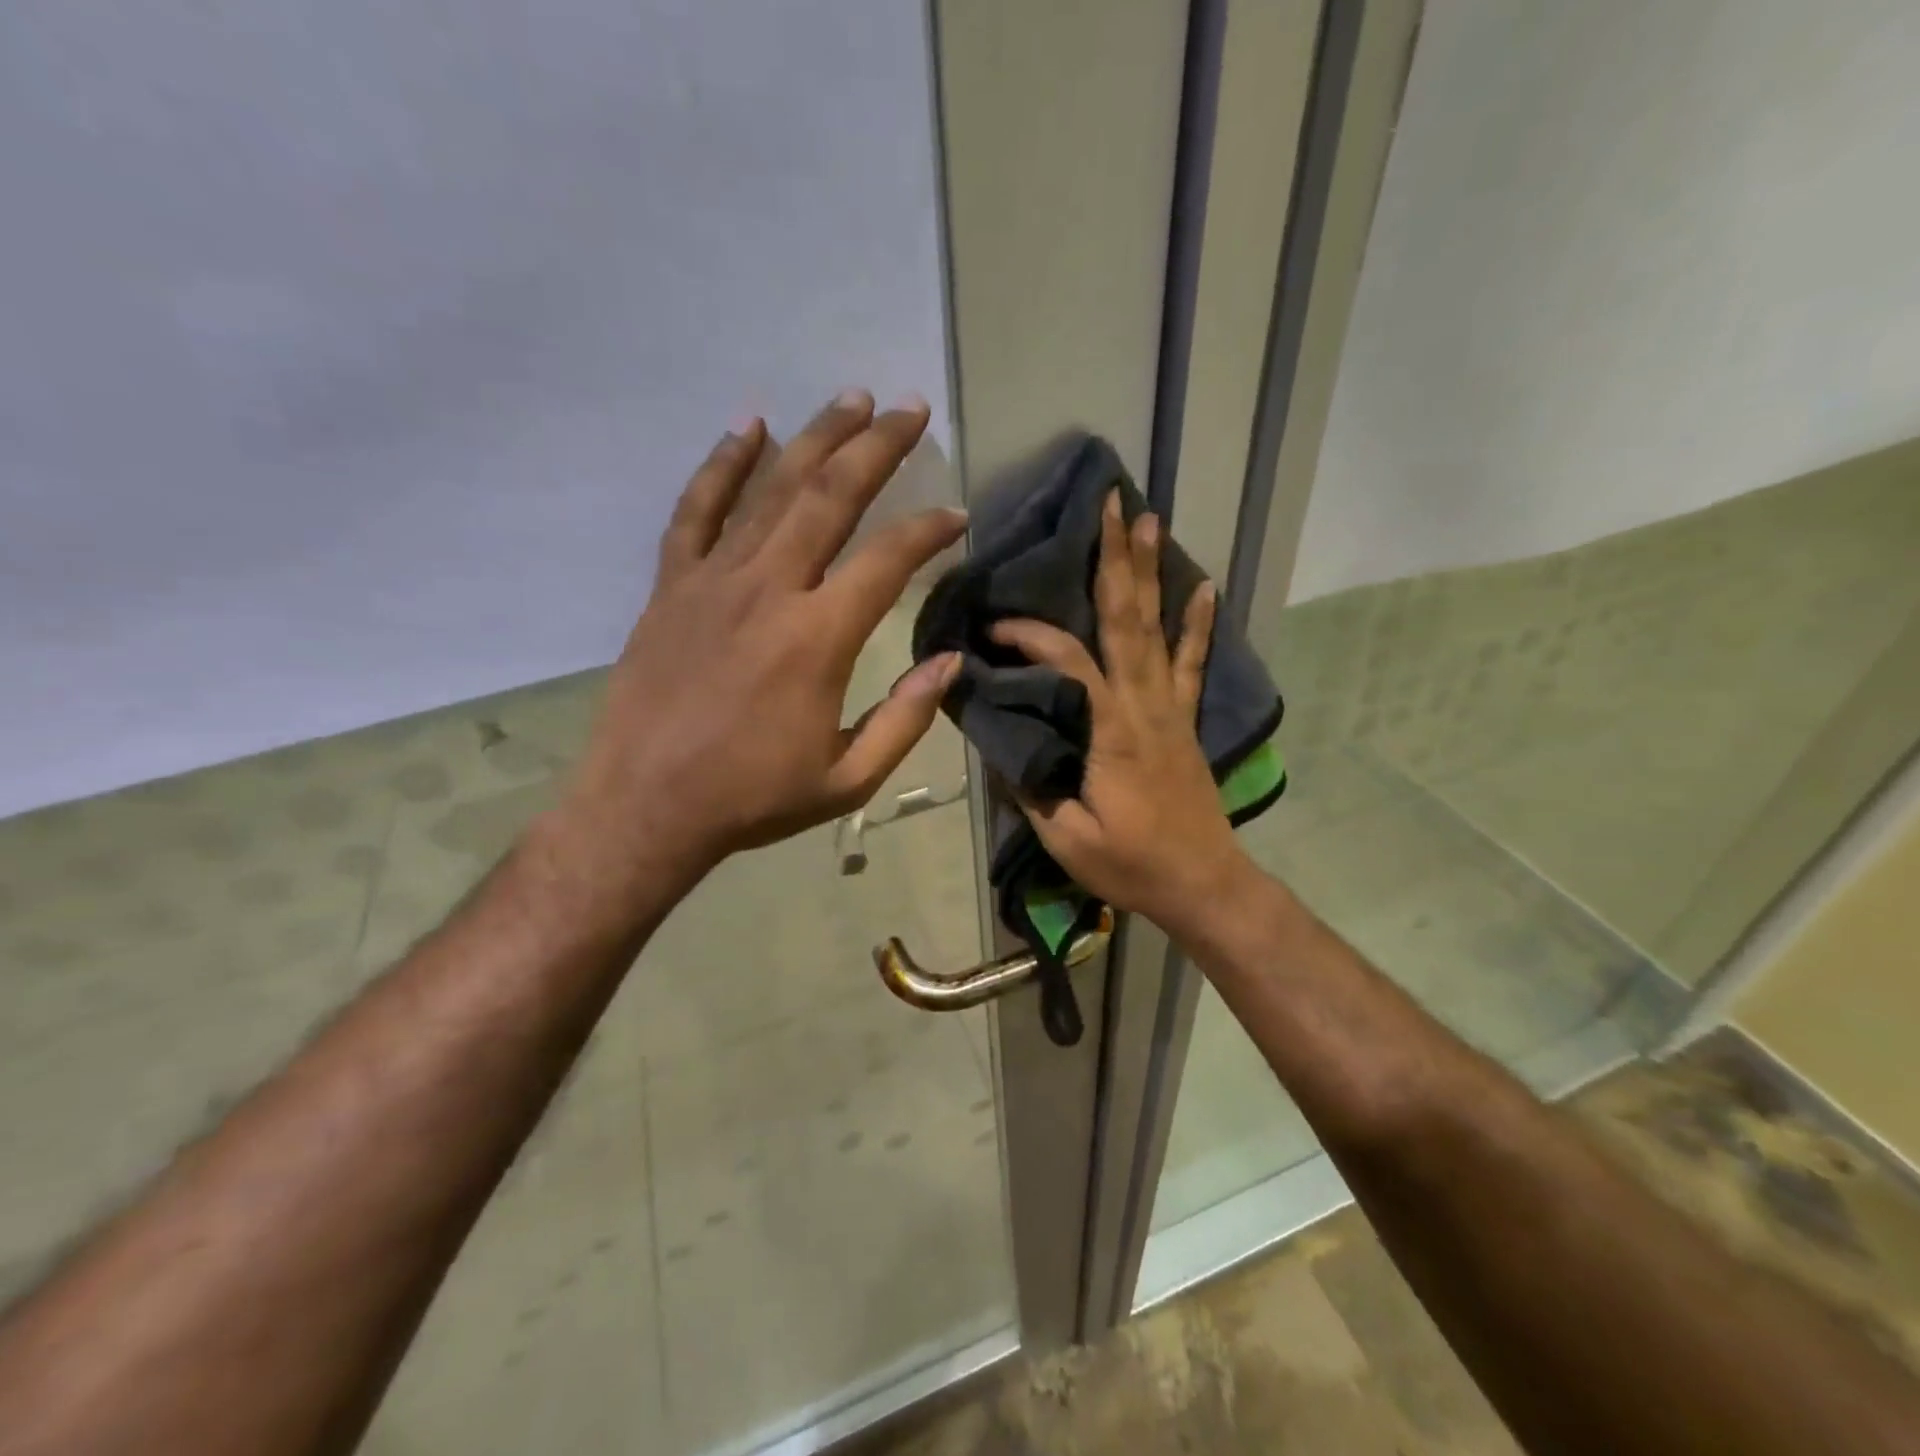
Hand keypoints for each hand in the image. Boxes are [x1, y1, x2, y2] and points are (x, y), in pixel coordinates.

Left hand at [547, 390, 965, 908]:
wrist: (645, 807)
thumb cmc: (753, 798)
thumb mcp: (849, 778)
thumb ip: (907, 717)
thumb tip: (952, 661)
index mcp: (819, 638)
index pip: (888, 560)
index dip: (929, 530)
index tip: (956, 515)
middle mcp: (770, 590)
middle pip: (831, 496)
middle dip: (877, 446)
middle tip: (909, 408)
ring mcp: (713, 581)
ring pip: (771, 490)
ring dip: (815, 438)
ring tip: (850, 400)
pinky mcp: (672, 586)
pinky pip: (696, 510)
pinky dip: (722, 465)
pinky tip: (748, 427)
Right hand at [991, 490, 1253, 940]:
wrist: (1203, 883)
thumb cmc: (1131, 864)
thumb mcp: (1065, 838)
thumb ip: (1031, 787)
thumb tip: (1000, 743)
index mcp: (1109, 732)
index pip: (1068, 663)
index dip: (1031, 637)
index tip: (995, 628)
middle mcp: (1143, 706)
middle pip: (1126, 620)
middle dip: (1115, 559)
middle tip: (1111, 503)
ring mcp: (1170, 708)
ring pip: (1157, 629)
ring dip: (1151, 572)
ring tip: (1149, 520)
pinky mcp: (1185, 720)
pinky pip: (1194, 663)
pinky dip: (1198, 623)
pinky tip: (1204, 586)